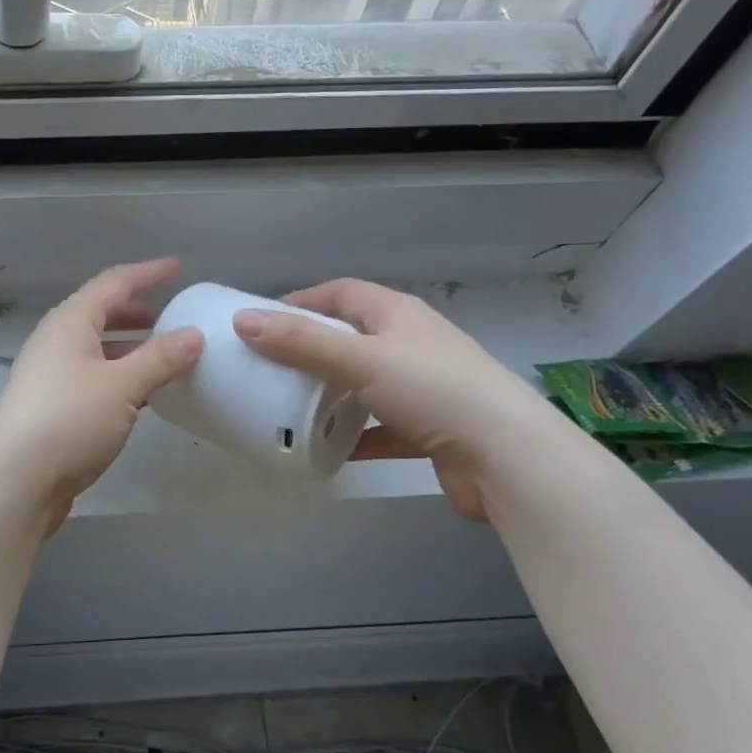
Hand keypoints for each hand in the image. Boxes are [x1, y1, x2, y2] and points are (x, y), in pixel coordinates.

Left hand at [0, 259, 203, 533]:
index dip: (147, 274)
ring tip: (164, 355)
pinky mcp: (53, 409)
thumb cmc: (69, 420)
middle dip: (136, 311)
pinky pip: (94, 379)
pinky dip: (121, 377)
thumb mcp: (122, 385)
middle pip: (100, 314)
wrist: (14, 481)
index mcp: (69, 322)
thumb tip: (194, 334)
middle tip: (170, 315)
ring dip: (130, 347)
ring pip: (97, 349)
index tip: (177, 268)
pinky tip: (142, 396)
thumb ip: (161, 358)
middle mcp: (56, 342)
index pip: (113, 284)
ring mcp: (51, 377)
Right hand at [232, 279, 549, 521]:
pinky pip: (381, 427)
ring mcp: (425, 388)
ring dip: (332, 394)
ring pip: (365, 384)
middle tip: (269, 366)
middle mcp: (413, 344)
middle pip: (352, 338)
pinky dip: (355, 436)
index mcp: (398, 315)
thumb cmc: (433, 391)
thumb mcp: (360, 359)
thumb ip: (300, 342)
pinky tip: (329, 449)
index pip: (342, 293)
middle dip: (311, 350)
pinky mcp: (431, 430)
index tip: (264, 319)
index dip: (303, 300)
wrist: (509, 459)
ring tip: (290, 406)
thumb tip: (242, 320)